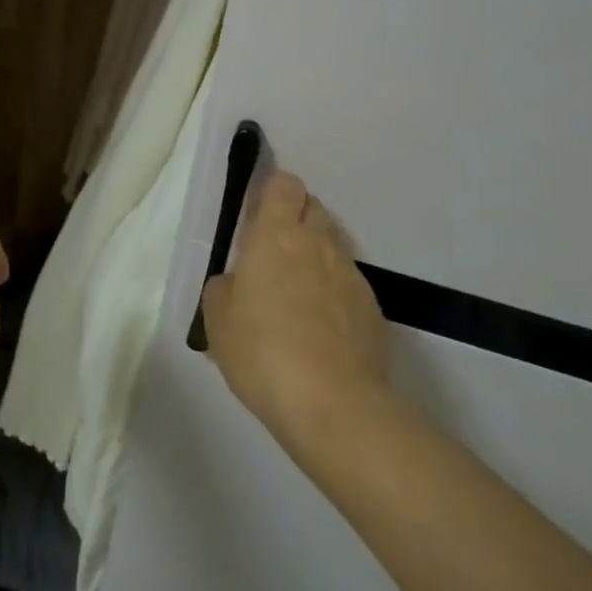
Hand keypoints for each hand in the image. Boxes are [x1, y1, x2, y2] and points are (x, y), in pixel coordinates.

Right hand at [201, 172, 392, 464]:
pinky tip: (319, 331)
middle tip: (271, 255)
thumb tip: (239, 283)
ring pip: (332, 247)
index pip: (284, 184)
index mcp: (276, 235)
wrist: (334, 406)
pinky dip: (333, 295)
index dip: (271, 193)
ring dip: (314, 258)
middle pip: (313, 208)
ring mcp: (351, 276)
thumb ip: (225, 286)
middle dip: (294, 220)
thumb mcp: (217, 318)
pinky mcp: (373, 310)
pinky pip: (348, 286)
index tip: (256, 218)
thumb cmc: (262, 351)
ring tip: (295, 298)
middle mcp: (318, 244)